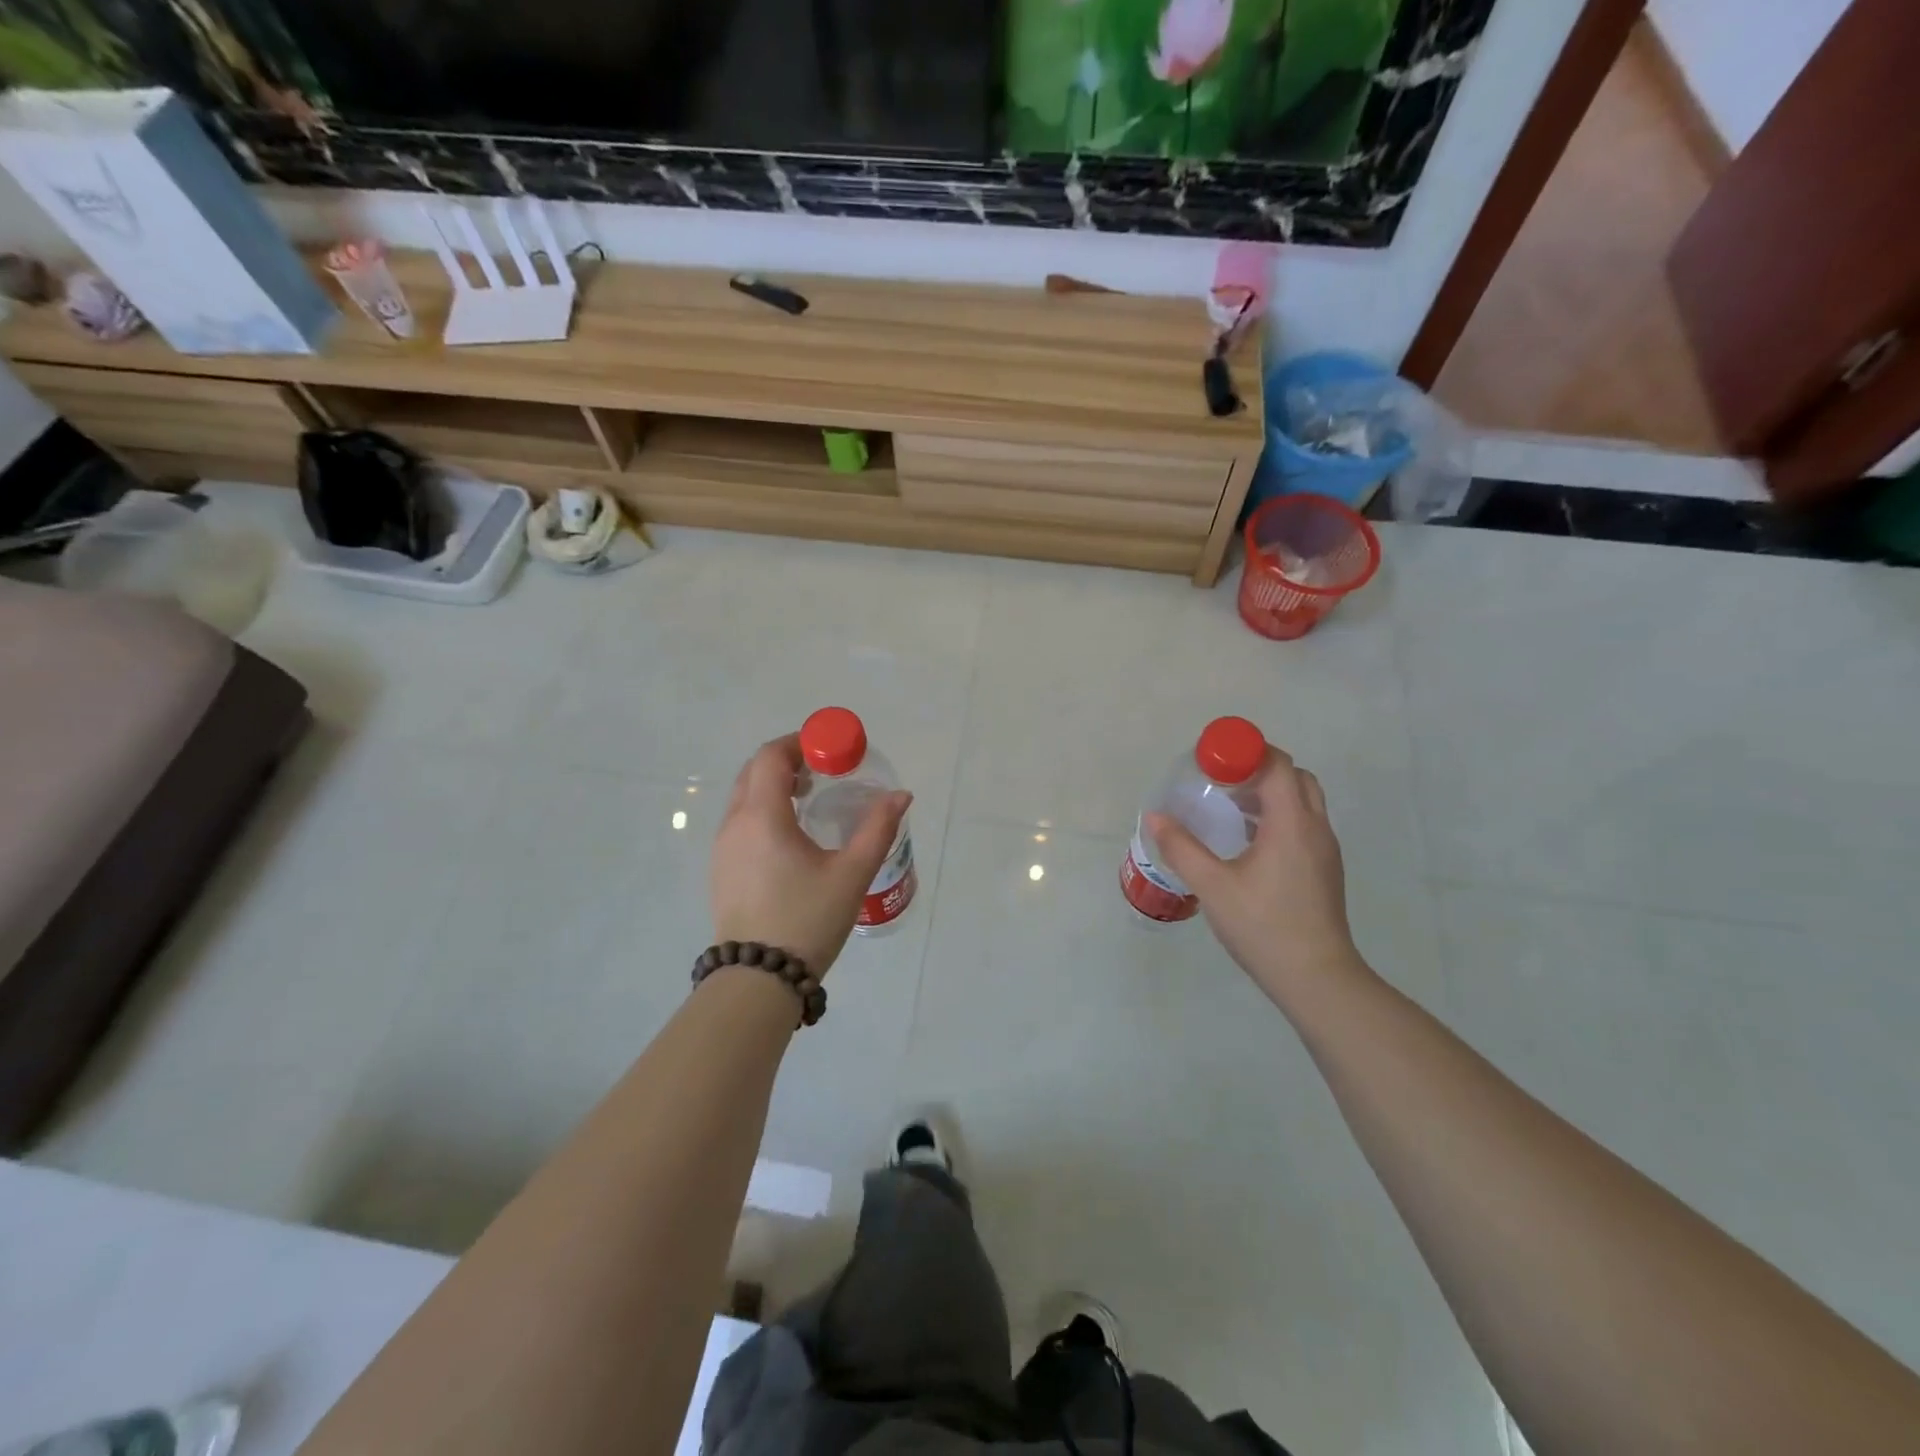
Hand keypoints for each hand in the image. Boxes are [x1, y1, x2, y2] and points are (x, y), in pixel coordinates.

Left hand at [709, 735, 911, 976]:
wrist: (758, 980)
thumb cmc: (807, 920)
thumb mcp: (851, 874)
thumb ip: (878, 829)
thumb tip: (901, 795)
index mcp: (761, 817)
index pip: (771, 757)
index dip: (800, 743)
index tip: (829, 750)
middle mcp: (734, 824)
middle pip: (754, 772)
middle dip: (788, 762)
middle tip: (824, 772)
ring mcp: (722, 848)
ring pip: (744, 798)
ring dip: (774, 787)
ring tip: (811, 802)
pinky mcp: (721, 870)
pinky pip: (740, 822)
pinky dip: (763, 811)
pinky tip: (791, 837)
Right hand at [1145, 747, 1363, 1005]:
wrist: (1317, 978)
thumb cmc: (1263, 927)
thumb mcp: (1213, 886)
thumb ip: (1182, 848)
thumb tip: (1155, 817)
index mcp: (1291, 824)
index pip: (1277, 765)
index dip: (1246, 752)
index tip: (1212, 759)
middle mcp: (1314, 828)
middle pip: (1295, 776)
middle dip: (1259, 768)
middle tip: (1222, 780)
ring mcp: (1325, 850)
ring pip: (1303, 800)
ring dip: (1270, 792)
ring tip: (1230, 807)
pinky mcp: (1324, 869)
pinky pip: (1304, 823)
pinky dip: (1278, 815)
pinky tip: (1248, 841)